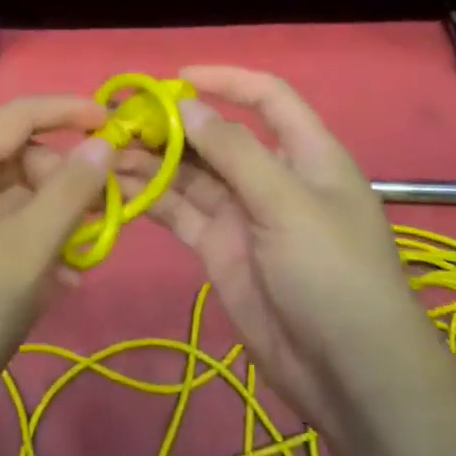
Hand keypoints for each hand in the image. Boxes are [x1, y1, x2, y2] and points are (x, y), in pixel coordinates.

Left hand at [0, 96, 115, 437]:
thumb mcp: (28, 248)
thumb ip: (70, 191)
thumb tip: (101, 142)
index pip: (18, 114)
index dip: (67, 109)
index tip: (113, 121)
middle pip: (20, 159)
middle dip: (67, 179)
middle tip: (109, 210)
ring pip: (17, 201)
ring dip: (58, 219)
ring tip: (90, 254)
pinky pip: (6, 236)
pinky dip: (38, 248)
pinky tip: (65, 284)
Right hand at [138, 66, 424, 441]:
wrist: (349, 376)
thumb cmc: (332, 274)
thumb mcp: (287, 203)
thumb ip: (235, 152)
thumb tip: (187, 106)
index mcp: (305, 153)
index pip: (267, 97)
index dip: (226, 80)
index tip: (176, 79)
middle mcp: (271, 176)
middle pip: (217, 137)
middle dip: (173, 125)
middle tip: (121, 120)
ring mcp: (243, 214)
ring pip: (191, 174)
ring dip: (153, 161)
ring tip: (106, 152)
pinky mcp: (220, 249)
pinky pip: (182, 212)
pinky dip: (152, 198)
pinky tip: (118, 187)